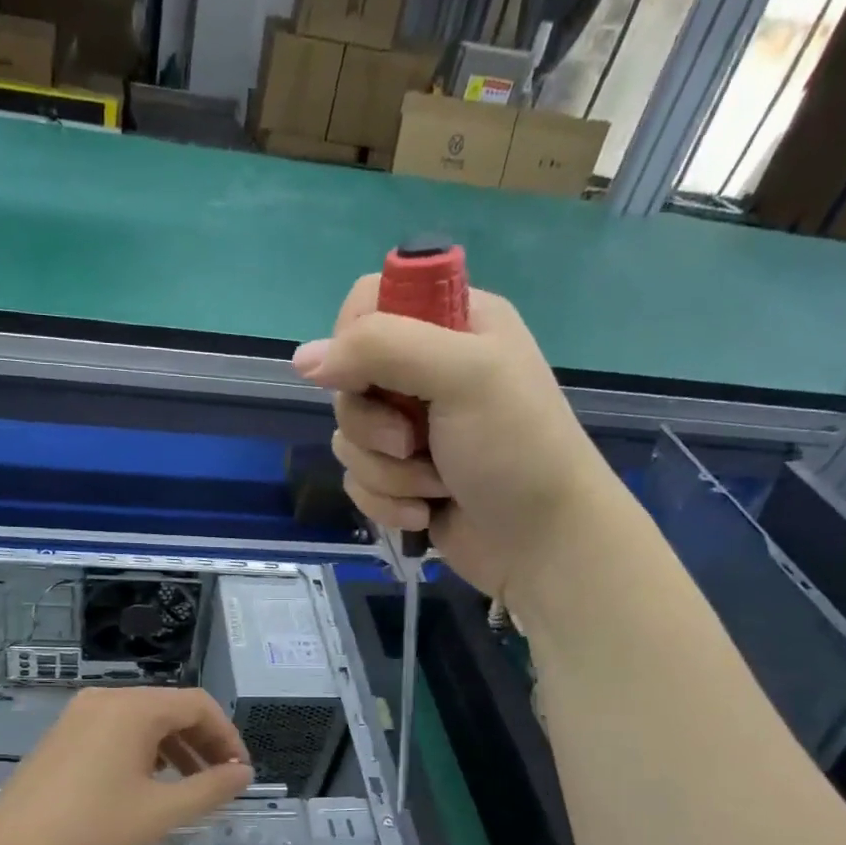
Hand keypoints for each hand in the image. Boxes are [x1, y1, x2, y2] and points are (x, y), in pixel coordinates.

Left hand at [0, 688, 253, 844]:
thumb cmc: (92, 828)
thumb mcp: (160, 811)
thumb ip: (210, 788)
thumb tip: (243, 773)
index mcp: (133, 708)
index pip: (198, 705)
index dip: (227, 736)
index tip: (239, 772)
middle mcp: (107, 699)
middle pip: (170, 708)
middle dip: (202, 742)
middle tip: (220, 781)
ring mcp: (80, 713)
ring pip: (143, 720)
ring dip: (174, 748)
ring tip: (189, 786)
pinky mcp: (64, 732)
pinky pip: (117, 729)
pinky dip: (143, 749)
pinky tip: (147, 783)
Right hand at [294, 274, 613, 599]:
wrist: (543, 542)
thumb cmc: (516, 449)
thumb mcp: (461, 376)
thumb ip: (382, 349)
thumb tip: (302, 359)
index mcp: (453, 323)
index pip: (368, 302)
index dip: (353, 340)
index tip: (367, 376)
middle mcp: (428, 370)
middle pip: (348, 380)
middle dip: (373, 425)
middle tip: (413, 442)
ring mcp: (412, 428)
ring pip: (348, 438)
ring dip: (387, 472)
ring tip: (434, 486)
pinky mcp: (401, 478)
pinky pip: (357, 480)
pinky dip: (387, 502)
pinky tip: (424, 513)